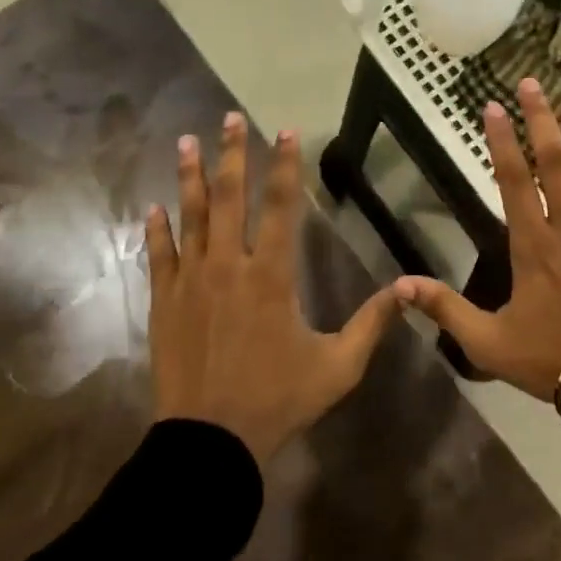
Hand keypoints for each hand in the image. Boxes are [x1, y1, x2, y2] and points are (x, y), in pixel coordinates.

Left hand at [147, 112, 403, 463]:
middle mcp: (228, 267)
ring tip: (185, 141)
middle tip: (230, 118)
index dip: (285, 166)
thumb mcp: (338, 366)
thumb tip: (408, 289)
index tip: (285, 132)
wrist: (210, 442)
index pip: (280, 207)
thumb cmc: (278, 400)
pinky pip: (159, 256)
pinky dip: (156, 230)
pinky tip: (152, 207)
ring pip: (191, 218)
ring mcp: (190, 283)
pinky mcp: (164, 303)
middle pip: (230, 198)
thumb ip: (372, 323)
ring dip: (190, 177)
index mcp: (272, 277)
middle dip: (232, 154)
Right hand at [394, 79, 560, 433]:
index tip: (493, 107)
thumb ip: (445, 309)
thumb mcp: (486, 341)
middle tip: (534, 84)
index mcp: (533, 244)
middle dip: (542, 120)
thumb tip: (399, 286)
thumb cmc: (549, 357)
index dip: (501, 141)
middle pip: (556, 162)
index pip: (513, 180)